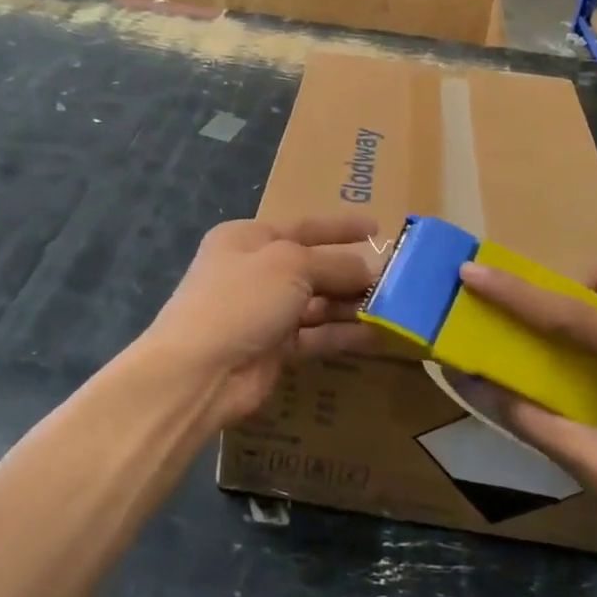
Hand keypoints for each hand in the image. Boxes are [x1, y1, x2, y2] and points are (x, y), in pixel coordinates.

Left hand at [139, 215, 379, 428]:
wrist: (200, 370)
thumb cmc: (241, 299)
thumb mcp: (290, 265)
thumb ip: (334, 264)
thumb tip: (369, 269)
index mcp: (249, 238)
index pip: (303, 226)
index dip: (340, 227)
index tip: (377, 228)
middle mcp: (256, 271)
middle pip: (313, 266)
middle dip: (351, 271)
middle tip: (396, 277)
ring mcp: (264, 312)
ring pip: (317, 302)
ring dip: (351, 303)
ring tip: (394, 306)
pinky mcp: (275, 349)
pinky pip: (316, 334)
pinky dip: (343, 333)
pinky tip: (377, 334)